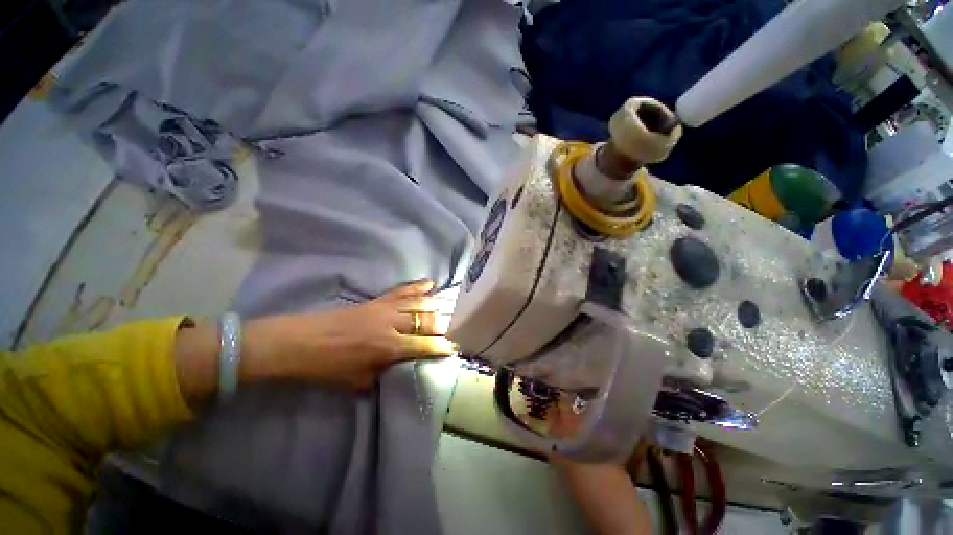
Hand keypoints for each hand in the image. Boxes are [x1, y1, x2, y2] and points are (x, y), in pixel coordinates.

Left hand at [242, 280, 454, 387]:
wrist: (299, 342)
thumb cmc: (327, 366)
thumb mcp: (357, 380)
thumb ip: (382, 374)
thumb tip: (399, 369)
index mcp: (388, 347)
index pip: (424, 346)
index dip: (441, 347)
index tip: (454, 348)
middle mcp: (392, 325)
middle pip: (426, 321)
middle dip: (442, 325)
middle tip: (453, 328)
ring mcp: (385, 309)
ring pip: (419, 303)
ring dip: (436, 305)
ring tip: (448, 307)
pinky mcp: (377, 300)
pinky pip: (402, 291)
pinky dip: (418, 287)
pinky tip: (430, 284)